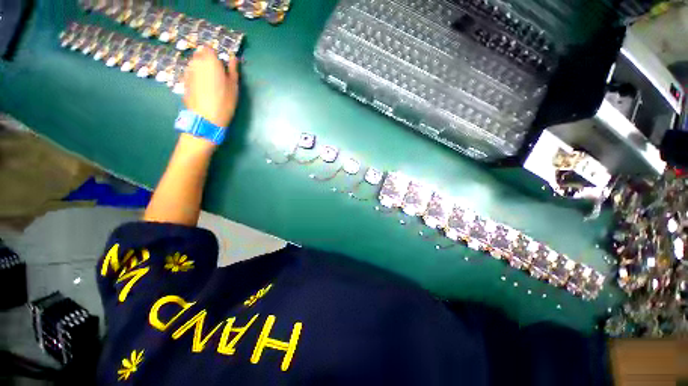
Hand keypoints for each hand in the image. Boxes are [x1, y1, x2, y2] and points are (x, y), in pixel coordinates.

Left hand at [183, 46, 238, 127]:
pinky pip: (191, 73)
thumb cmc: (224, 101)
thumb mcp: (234, 86)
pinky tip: (203, 88)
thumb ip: (233, 69)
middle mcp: (196, 61)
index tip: (221, 64)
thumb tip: (233, 58)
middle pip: (200, 54)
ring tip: (210, 82)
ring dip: (201, 68)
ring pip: (195, 64)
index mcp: (210, 60)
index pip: (209, 48)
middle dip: (207, 60)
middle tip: (217, 73)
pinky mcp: (184, 81)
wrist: (206, 117)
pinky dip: (196, 77)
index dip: (215, 55)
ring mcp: (188, 71)